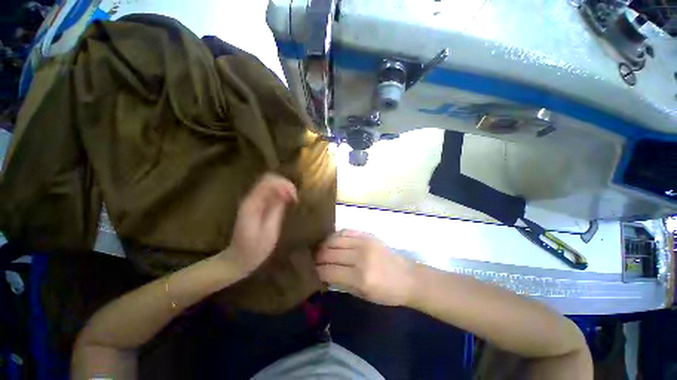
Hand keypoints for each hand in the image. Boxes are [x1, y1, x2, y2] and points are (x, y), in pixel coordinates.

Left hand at [219, 173, 297, 275]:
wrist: (237, 259)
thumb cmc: (254, 250)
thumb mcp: (269, 232)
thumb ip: (277, 210)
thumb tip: (286, 193)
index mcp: (252, 204)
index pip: (268, 182)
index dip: (285, 185)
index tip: (295, 198)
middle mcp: (251, 198)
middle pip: (269, 178)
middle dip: (285, 184)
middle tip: (295, 198)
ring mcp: (252, 201)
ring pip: (270, 183)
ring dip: (284, 188)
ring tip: (293, 200)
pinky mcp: (256, 204)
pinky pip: (270, 191)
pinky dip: (281, 193)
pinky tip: (287, 202)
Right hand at [315, 230, 415, 305]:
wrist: (407, 276)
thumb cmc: (387, 292)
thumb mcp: (363, 295)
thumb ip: (341, 283)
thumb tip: (324, 274)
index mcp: (360, 278)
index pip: (329, 271)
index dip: (317, 271)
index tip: (311, 271)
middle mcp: (360, 257)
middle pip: (329, 253)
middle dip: (317, 257)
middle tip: (312, 259)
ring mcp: (364, 243)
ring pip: (334, 240)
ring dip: (323, 245)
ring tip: (320, 249)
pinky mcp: (367, 235)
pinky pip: (345, 231)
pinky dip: (335, 236)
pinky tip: (332, 240)